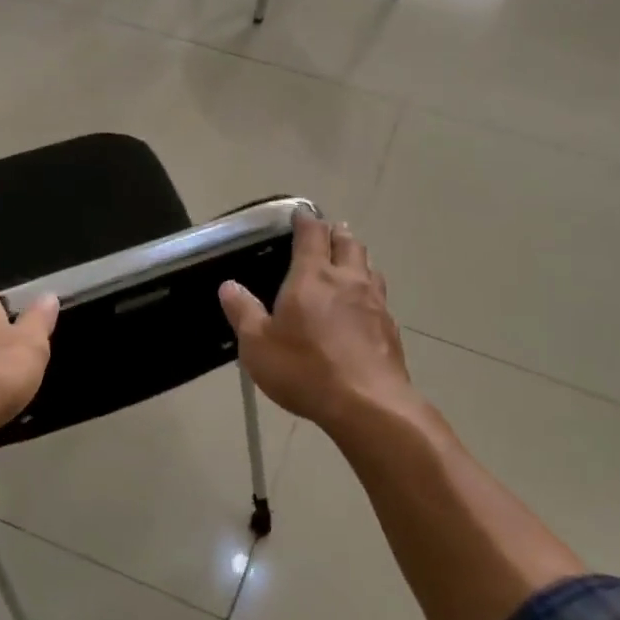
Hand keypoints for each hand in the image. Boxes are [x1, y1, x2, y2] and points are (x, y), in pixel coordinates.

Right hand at [219, 214, 415, 432]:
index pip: (312, 234)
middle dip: (336, 233)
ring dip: (356, 258)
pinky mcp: (390, 327)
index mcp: (313, 276)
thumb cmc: (305, 369)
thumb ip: (243, 312)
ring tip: (346, 264)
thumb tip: (229, 285)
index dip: (305, 220)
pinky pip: (379, 297)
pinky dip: (368, 291)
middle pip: (347, 242)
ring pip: (369, 267)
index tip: (300, 215)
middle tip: (326, 234)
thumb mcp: (258, 345)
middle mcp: (348, 279)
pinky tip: (362, 307)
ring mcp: (375, 302)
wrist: (368, 404)